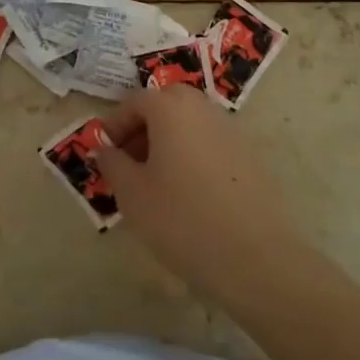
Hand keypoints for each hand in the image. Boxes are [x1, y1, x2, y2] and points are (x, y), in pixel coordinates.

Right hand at [96, 86, 305, 302]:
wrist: (254, 257)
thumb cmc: (181, 218)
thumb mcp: (132, 193)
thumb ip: (112, 163)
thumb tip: (105, 149)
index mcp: (171, 107)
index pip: (134, 102)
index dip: (114, 126)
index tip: (105, 155)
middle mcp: (203, 107)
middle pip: (165, 105)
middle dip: (143, 129)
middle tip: (129, 164)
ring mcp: (231, 130)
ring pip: (190, 124)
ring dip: (168, 142)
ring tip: (156, 182)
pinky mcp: (250, 155)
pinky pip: (210, 143)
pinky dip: (192, 155)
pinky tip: (188, 194)